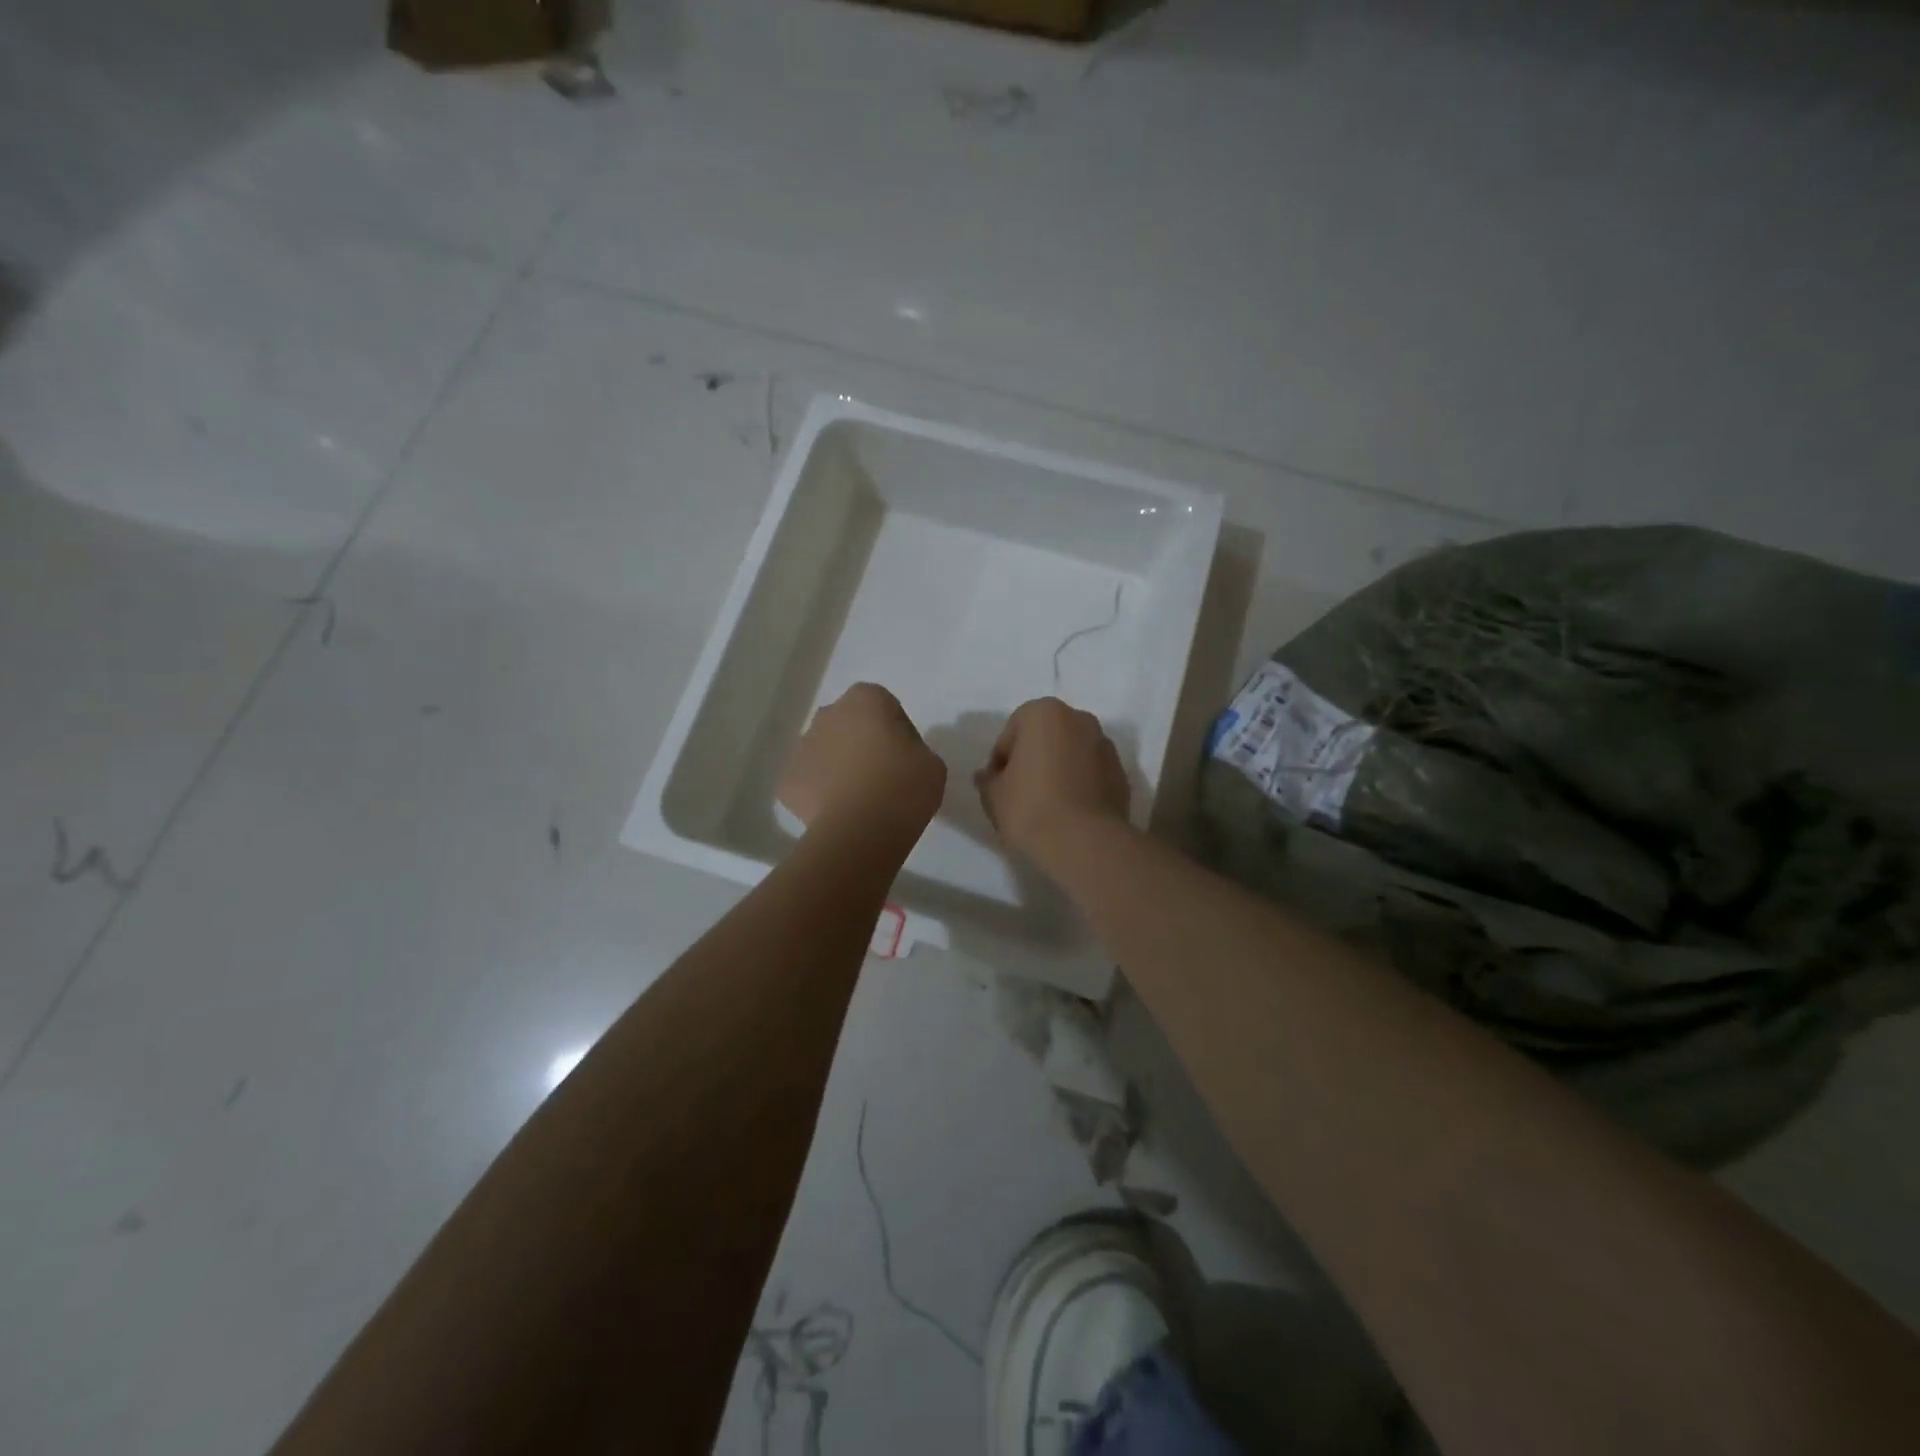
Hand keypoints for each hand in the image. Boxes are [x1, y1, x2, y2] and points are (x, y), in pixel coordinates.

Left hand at [779, 684, 945, 839]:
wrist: (860, 831)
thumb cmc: (904, 787)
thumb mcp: (932, 763)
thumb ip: (913, 750)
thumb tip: (897, 759)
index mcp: (866, 699)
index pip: (885, 707)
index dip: (897, 732)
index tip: (906, 758)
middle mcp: (828, 714)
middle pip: (849, 725)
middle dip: (861, 743)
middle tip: (883, 776)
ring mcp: (802, 747)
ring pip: (825, 751)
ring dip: (839, 766)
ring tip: (860, 800)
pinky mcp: (787, 781)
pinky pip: (809, 782)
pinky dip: (821, 794)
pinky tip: (839, 814)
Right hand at [974, 698, 1130, 871]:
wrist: (1085, 842)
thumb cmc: (1030, 807)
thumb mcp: (993, 795)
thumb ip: (988, 780)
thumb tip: (988, 776)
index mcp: (1044, 713)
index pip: (1012, 733)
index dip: (1001, 760)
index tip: (998, 785)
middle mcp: (1079, 719)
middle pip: (1046, 737)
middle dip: (1033, 759)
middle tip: (1021, 791)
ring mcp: (1105, 745)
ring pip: (1071, 754)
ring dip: (1059, 770)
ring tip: (1047, 804)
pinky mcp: (1121, 774)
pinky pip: (1091, 774)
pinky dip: (1080, 785)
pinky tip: (1069, 812)